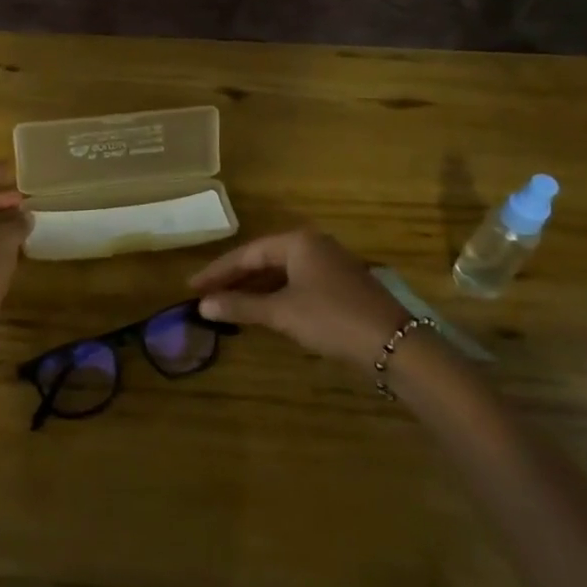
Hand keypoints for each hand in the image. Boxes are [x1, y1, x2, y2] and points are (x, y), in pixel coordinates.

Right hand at [189, 230, 407, 373]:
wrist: (394, 344)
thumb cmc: (332, 319)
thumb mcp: (282, 312)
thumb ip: (241, 306)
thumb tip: (203, 305)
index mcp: (298, 241)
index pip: (247, 253)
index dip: (218, 271)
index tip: (192, 287)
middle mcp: (313, 245)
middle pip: (264, 259)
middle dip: (234, 279)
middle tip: (206, 296)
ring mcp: (330, 264)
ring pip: (281, 272)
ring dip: (254, 288)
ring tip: (227, 304)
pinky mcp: (340, 285)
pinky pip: (296, 283)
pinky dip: (275, 294)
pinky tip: (262, 310)